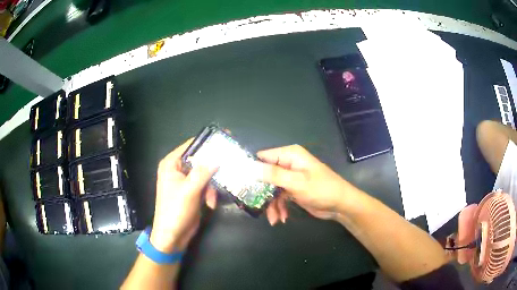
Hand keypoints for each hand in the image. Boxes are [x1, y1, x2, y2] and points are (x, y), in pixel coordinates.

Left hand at [150, 139, 217, 252]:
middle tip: (229, 167)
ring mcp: (185, 181)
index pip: (191, 146)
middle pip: (200, 160)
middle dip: (212, 169)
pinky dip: (209, 194)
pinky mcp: (192, 191)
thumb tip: (218, 157)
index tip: (226, 138)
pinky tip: (210, 204)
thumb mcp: (189, 189)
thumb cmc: (176, 210)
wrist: (173, 235)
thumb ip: (203, 171)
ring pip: (206, 174)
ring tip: (212, 198)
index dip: (207, 142)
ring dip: (211, 186)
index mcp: (171, 164)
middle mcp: (178, 169)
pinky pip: (206, 185)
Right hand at [258, 145, 354, 224]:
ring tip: (274, 219)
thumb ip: (273, 174)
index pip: (262, 157)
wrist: (340, 205)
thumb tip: (249, 167)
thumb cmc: (321, 190)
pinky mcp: (293, 189)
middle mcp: (288, 163)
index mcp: (290, 155)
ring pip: (271, 189)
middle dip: (261, 193)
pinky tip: (282, 218)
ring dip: (271, 204)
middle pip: (265, 175)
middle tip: (255, 206)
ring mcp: (290, 177)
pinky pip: (279, 197)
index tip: (240, 184)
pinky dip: (279, 207)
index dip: (251, 169)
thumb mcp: (296, 182)